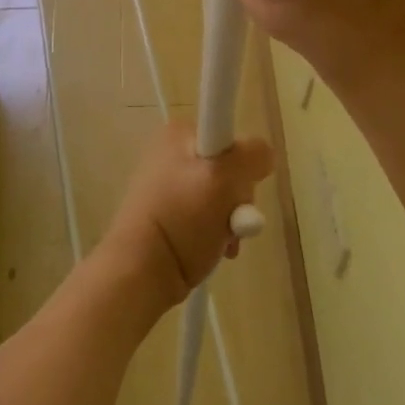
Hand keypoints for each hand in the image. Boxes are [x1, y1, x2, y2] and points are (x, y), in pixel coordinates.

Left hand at [101, 121, 272, 307]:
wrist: (140, 271)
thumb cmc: (182, 218)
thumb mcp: (223, 178)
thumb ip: (252, 156)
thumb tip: (264, 155)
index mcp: (178, 133)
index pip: (231, 137)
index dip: (242, 166)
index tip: (237, 189)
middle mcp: (171, 152)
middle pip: (229, 169)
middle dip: (238, 200)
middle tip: (231, 221)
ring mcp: (168, 185)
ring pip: (222, 196)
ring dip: (232, 221)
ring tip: (223, 242)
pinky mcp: (168, 214)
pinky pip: (207, 216)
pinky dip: (217, 233)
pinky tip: (215, 249)